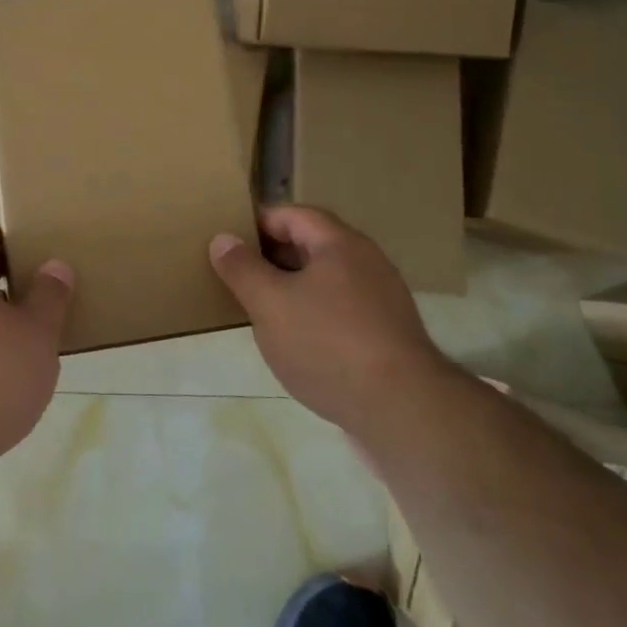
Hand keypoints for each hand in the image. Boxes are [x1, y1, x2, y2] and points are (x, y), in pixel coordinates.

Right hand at [210, 205, 447, 432]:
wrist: (403, 412)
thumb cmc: (328, 344)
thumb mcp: (270, 303)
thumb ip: (242, 268)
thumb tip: (222, 239)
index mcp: (340, 244)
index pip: (293, 214)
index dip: (257, 222)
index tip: (227, 242)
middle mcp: (367, 263)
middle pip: (311, 245)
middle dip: (271, 257)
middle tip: (236, 275)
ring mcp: (382, 301)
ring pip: (326, 281)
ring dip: (291, 288)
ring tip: (259, 309)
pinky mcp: (387, 337)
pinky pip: (341, 311)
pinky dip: (313, 316)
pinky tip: (295, 343)